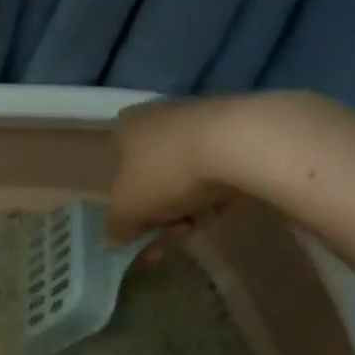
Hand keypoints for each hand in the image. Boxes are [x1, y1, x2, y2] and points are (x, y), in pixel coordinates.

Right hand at [105, 98, 236, 245]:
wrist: (240, 143)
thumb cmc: (166, 172)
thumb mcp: (126, 210)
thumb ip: (115, 226)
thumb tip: (114, 237)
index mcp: (126, 128)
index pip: (116, 167)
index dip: (124, 204)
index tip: (137, 231)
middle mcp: (160, 118)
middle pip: (152, 178)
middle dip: (159, 215)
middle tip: (170, 237)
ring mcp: (200, 122)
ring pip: (184, 178)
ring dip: (186, 209)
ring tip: (200, 225)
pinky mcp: (237, 131)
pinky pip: (216, 172)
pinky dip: (215, 195)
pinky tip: (222, 210)